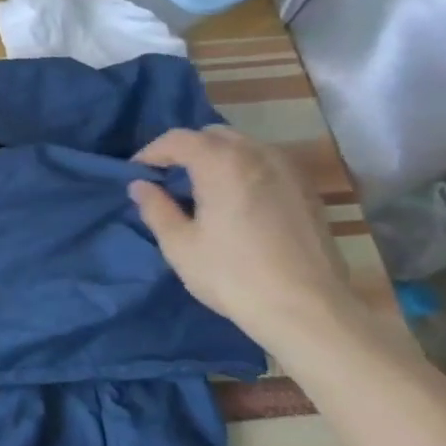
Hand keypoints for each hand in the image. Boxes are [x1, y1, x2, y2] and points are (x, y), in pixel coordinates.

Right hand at [128, 126, 357, 358]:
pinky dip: (244, 170)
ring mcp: (289, 171)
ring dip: (217, 158)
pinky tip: (237, 201)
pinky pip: (267, 164)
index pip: (177, 139)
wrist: (307, 310)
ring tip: (202, 188)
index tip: (137, 174)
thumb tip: (140, 185)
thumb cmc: (232, 275)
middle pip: (213, 135)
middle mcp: (258, 155)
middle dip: (186, 150)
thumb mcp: (179, 245)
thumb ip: (155, 208)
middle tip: (168, 178)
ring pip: (244, 146)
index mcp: (221, 162)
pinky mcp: (308, 191)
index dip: (151, 152)